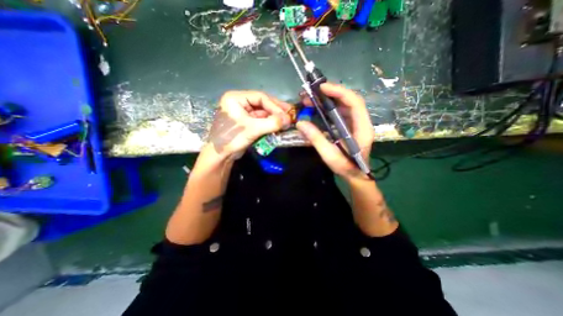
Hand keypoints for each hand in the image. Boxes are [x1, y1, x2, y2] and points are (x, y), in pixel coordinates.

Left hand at [209, 90, 292, 160]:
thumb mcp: (252, 129)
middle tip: (290, 114)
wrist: (221, 156)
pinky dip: (270, 123)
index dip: (275, 106)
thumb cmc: (231, 138)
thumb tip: (289, 120)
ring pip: (263, 112)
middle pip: (262, 103)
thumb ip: (271, 123)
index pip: (260, 97)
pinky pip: (261, 120)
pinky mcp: (247, 123)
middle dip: (276, 110)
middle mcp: (240, 103)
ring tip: (287, 121)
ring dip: (275, 117)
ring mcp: (244, 113)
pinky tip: (279, 126)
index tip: (286, 115)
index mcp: (235, 98)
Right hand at [295, 82, 372, 180]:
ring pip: (344, 104)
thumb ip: (316, 139)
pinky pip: (341, 111)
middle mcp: (362, 122)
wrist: (356, 174)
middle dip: (331, 93)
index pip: (355, 103)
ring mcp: (357, 123)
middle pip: (349, 100)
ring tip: (312, 99)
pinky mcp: (350, 125)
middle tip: (312, 93)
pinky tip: (319, 108)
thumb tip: (301, 123)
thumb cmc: (346, 167)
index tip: (322, 88)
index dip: (339, 92)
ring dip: (329, 99)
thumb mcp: (330, 155)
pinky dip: (330, 107)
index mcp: (362, 128)